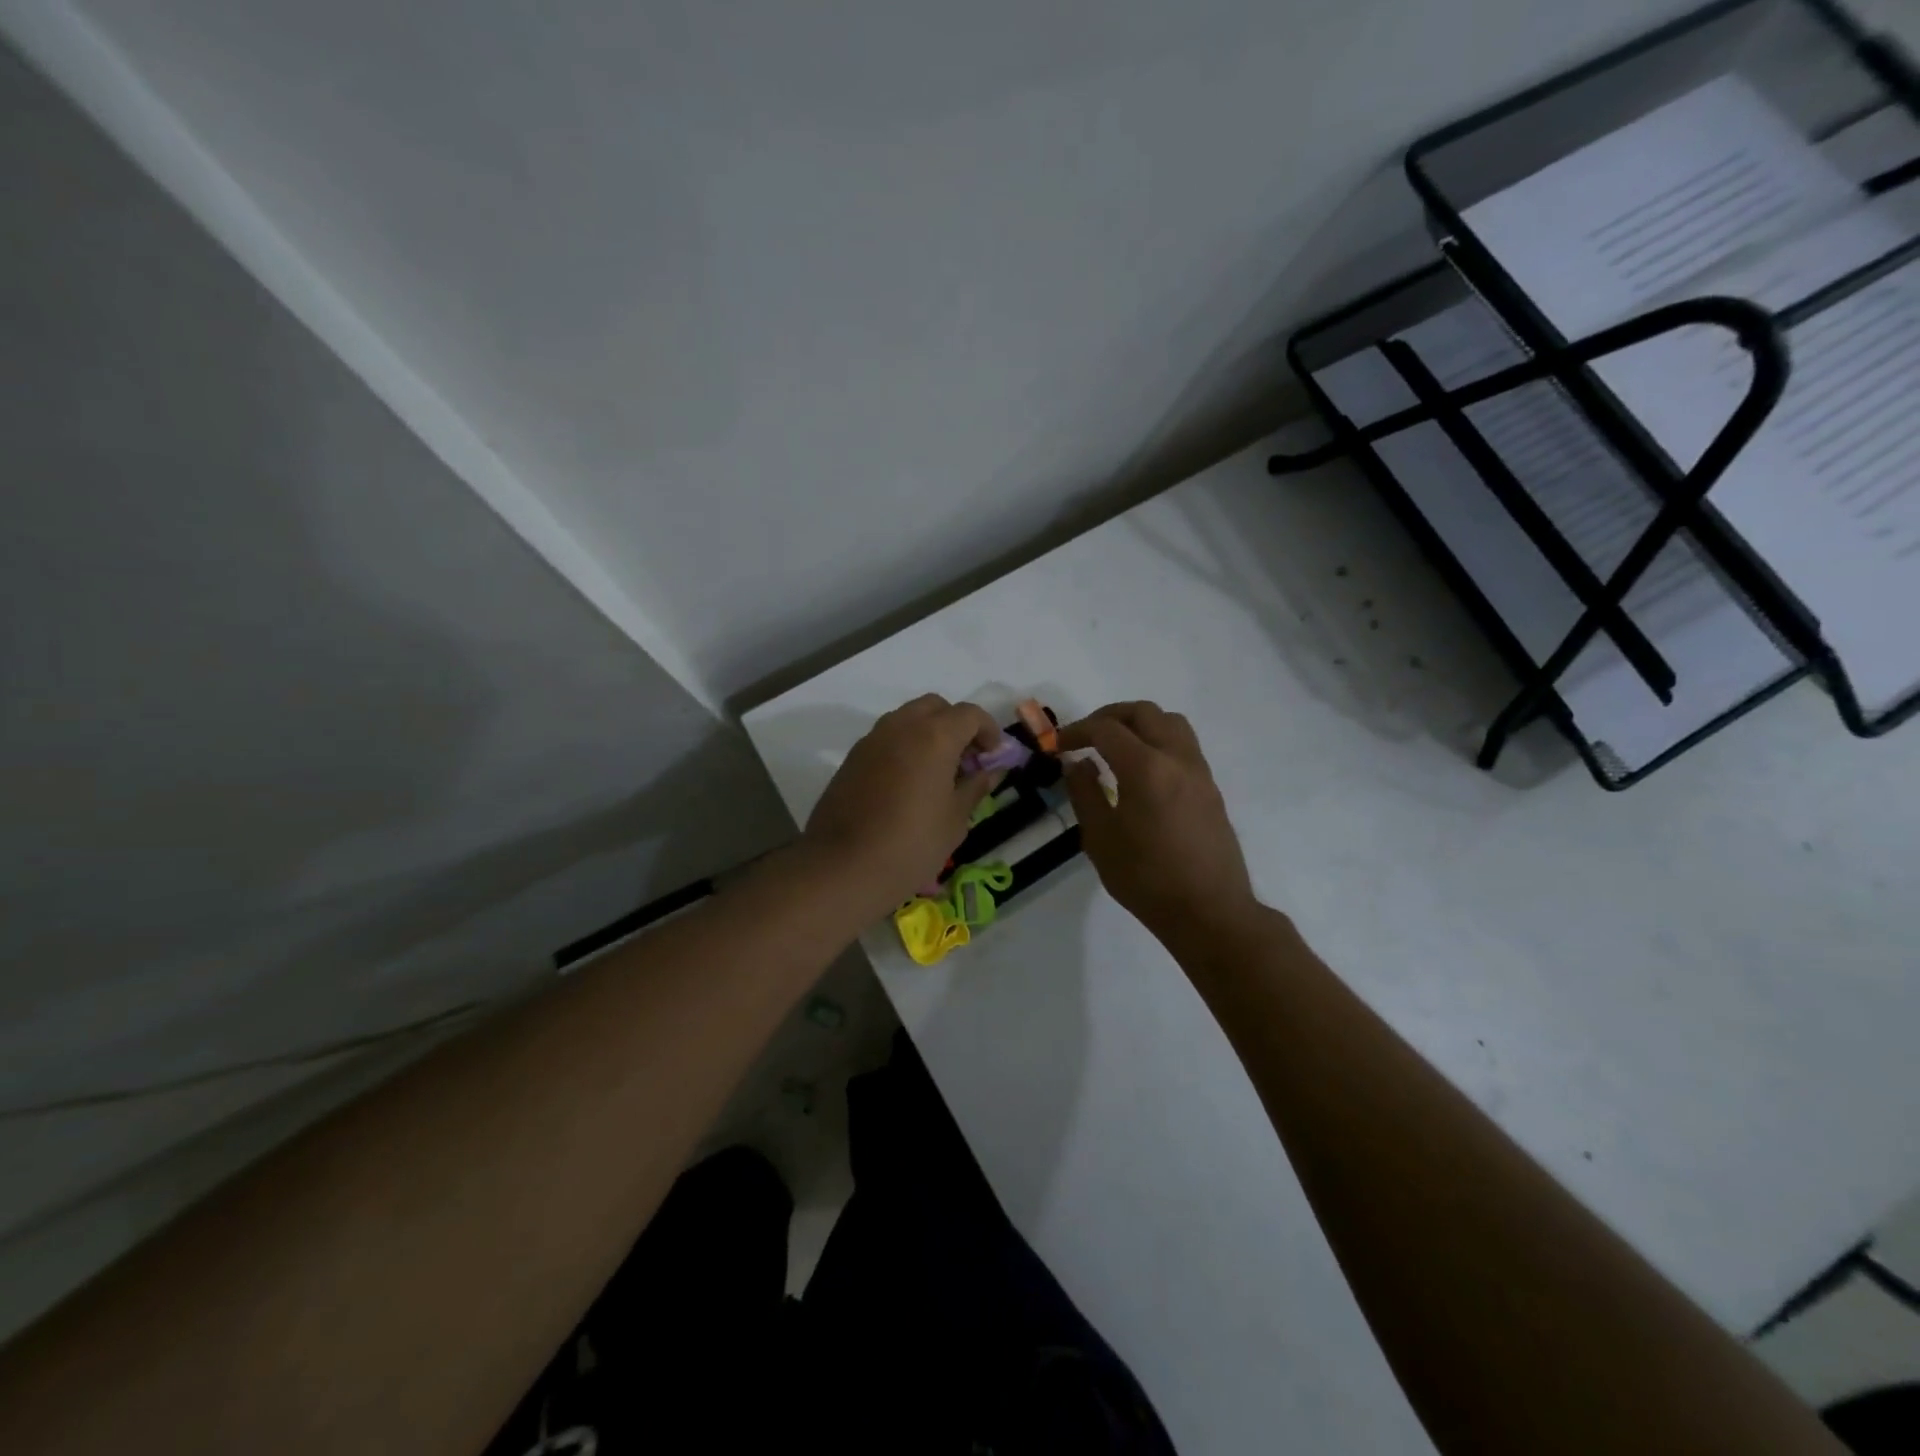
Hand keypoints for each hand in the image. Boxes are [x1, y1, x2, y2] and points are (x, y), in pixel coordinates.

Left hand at [803, 695, 1002, 918]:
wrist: (843, 868)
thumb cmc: (911, 844)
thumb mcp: (954, 820)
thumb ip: (975, 787)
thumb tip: (990, 771)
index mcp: (934, 736)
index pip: (969, 714)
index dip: (988, 731)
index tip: (993, 757)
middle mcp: (901, 726)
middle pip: (935, 707)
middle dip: (956, 725)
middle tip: (966, 760)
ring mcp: (871, 740)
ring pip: (907, 719)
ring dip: (928, 734)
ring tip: (937, 774)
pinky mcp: (852, 759)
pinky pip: (886, 739)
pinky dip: (904, 748)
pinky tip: (908, 784)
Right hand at [1058, 702, 1260, 949]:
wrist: (1209, 911)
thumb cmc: (1146, 878)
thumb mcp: (1100, 839)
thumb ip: (1084, 793)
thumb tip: (1076, 763)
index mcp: (1146, 768)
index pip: (1106, 729)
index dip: (1077, 731)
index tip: (1058, 745)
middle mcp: (1177, 758)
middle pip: (1143, 712)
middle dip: (1109, 716)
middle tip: (1085, 736)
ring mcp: (1199, 771)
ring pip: (1170, 722)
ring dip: (1139, 723)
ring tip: (1115, 746)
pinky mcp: (1210, 787)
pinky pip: (1183, 745)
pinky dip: (1158, 741)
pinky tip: (1141, 770)